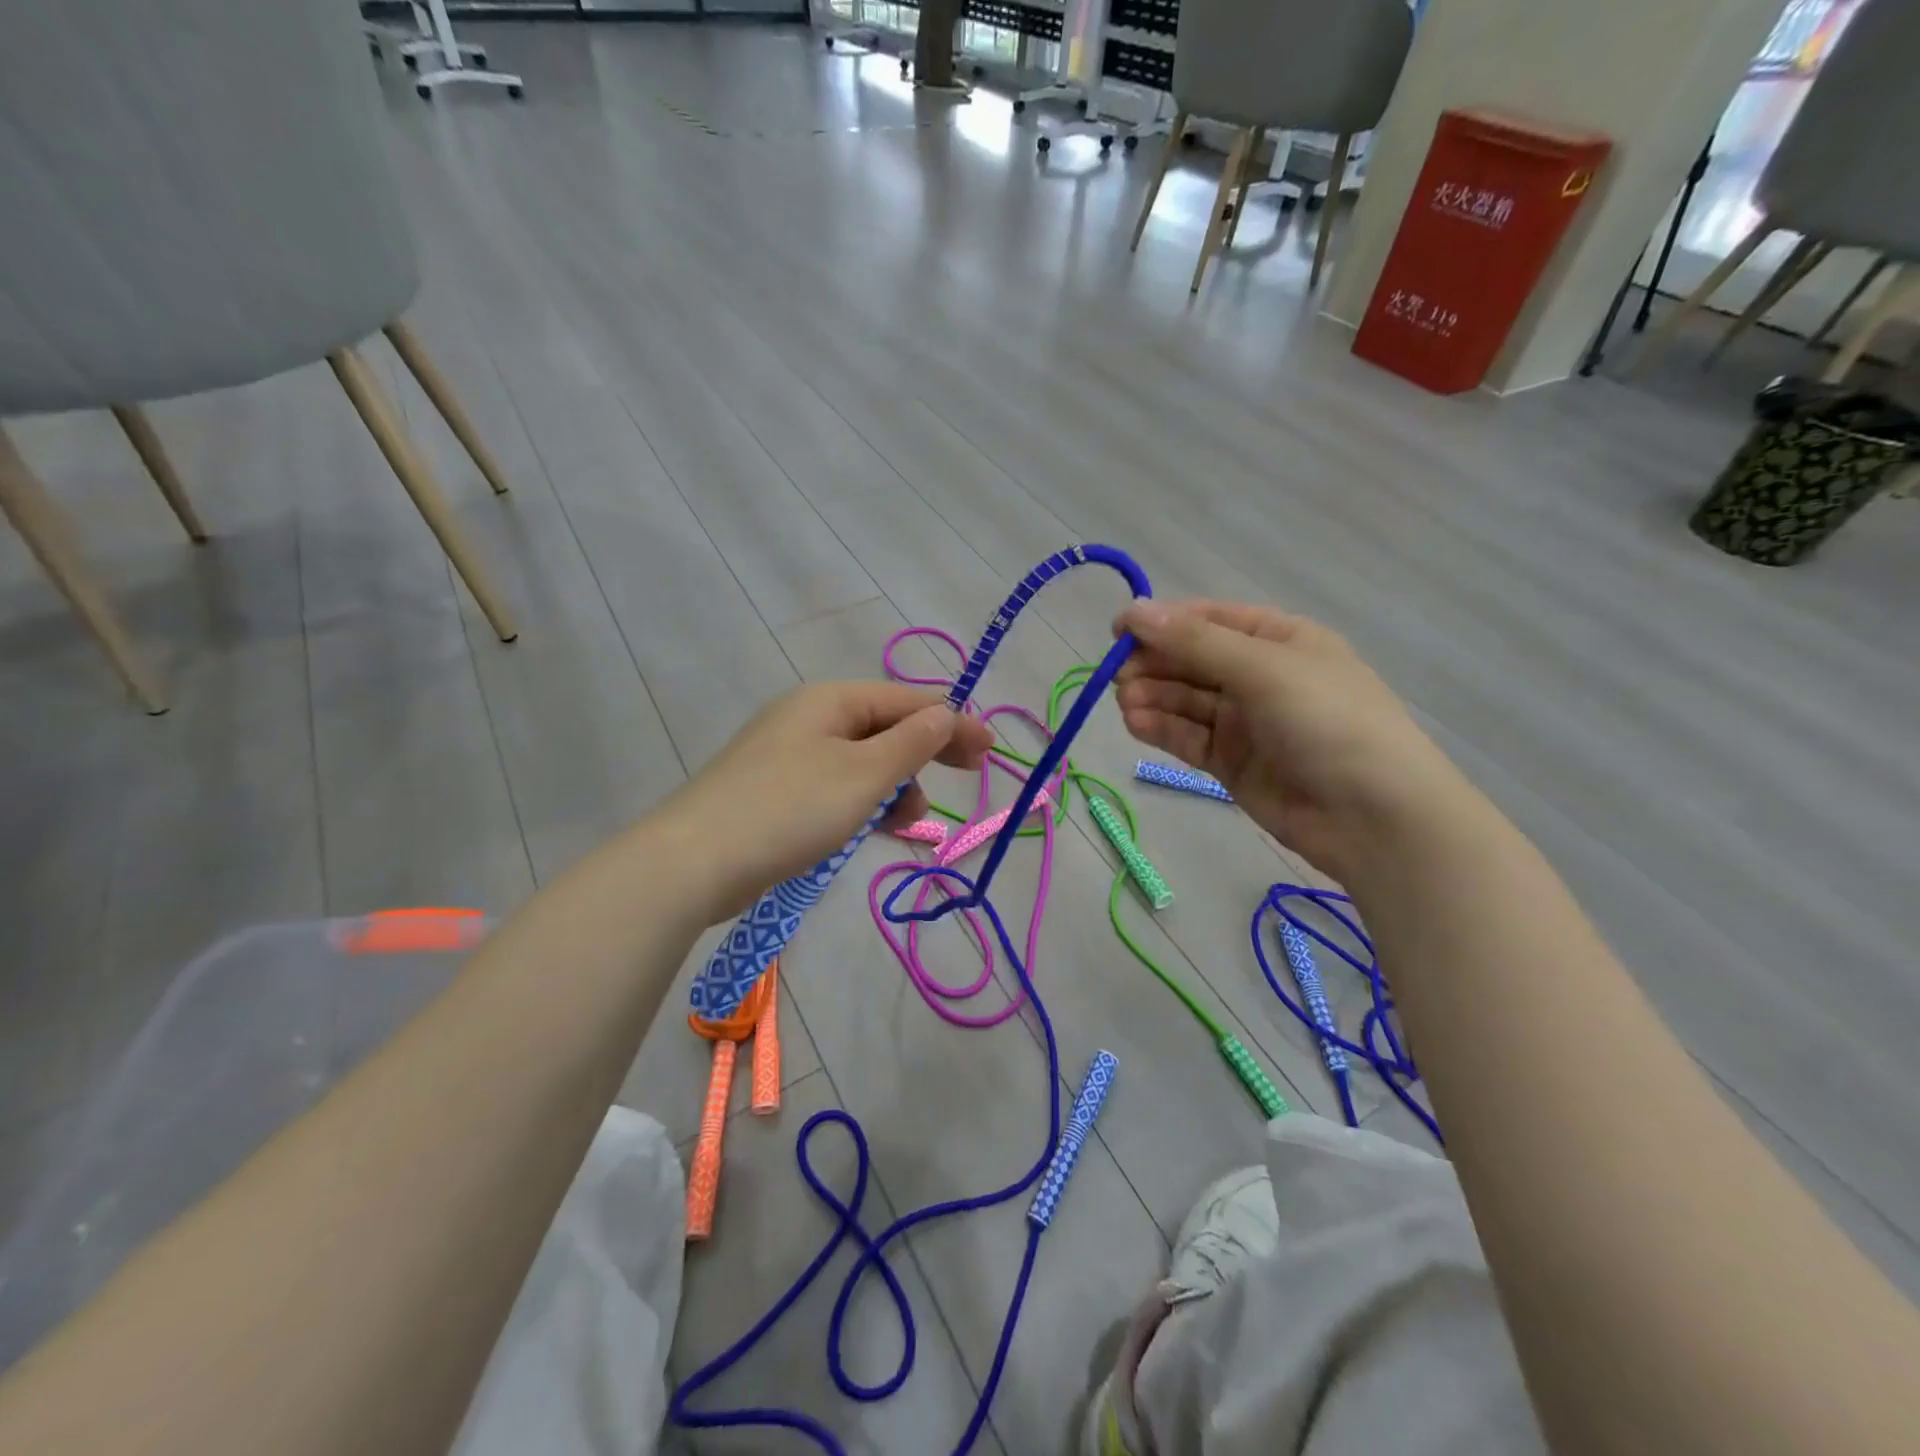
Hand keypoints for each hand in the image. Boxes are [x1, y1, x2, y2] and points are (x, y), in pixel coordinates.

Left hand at [656, 682, 993, 922]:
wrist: (693, 862)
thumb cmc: (789, 809)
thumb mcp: (863, 775)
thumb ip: (910, 743)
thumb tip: (946, 713)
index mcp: (831, 701)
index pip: (908, 701)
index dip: (953, 722)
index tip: (990, 751)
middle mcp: (810, 718)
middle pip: (885, 726)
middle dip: (926, 752)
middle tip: (969, 777)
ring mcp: (789, 755)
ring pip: (862, 761)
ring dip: (895, 785)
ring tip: (908, 822)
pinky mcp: (776, 791)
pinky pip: (837, 787)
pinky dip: (863, 803)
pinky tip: (874, 829)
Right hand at [1113, 600, 1473, 881]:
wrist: (1375, 817)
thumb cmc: (1328, 722)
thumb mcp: (1263, 669)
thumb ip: (1195, 642)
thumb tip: (1134, 611)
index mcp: (1279, 639)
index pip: (1209, 620)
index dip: (1162, 622)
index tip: (1117, 632)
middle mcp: (1260, 676)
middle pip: (1192, 660)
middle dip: (1154, 664)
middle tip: (1119, 676)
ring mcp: (1245, 722)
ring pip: (1185, 700)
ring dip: (1152, 697)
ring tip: (1125, 703)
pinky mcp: (1232, 763)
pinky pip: (1189, 737)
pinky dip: (1161, 729)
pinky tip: (1136, 724)